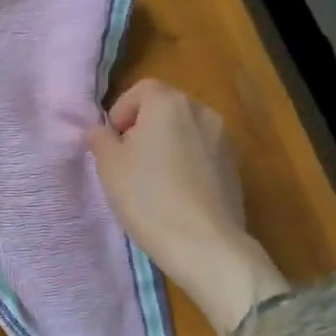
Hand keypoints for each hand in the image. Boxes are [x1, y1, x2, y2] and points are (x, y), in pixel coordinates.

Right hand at [87, 79, 289, 335]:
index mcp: (169, 103)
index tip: (112, 141)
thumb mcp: (109, 166)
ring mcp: (224, 140)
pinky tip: (177, 194)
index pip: (141, 90)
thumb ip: (100, 139)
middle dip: (144, 127)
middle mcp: (201, 112)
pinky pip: (203, 154)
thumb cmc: (148, 197)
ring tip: (153, 179)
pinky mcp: (235, 168)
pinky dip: (187, 164)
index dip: (121, 111)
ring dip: (168, 145)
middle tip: (128, 160)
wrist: (204, 244)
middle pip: (166, 108)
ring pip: (186, 131)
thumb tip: (99, 130)